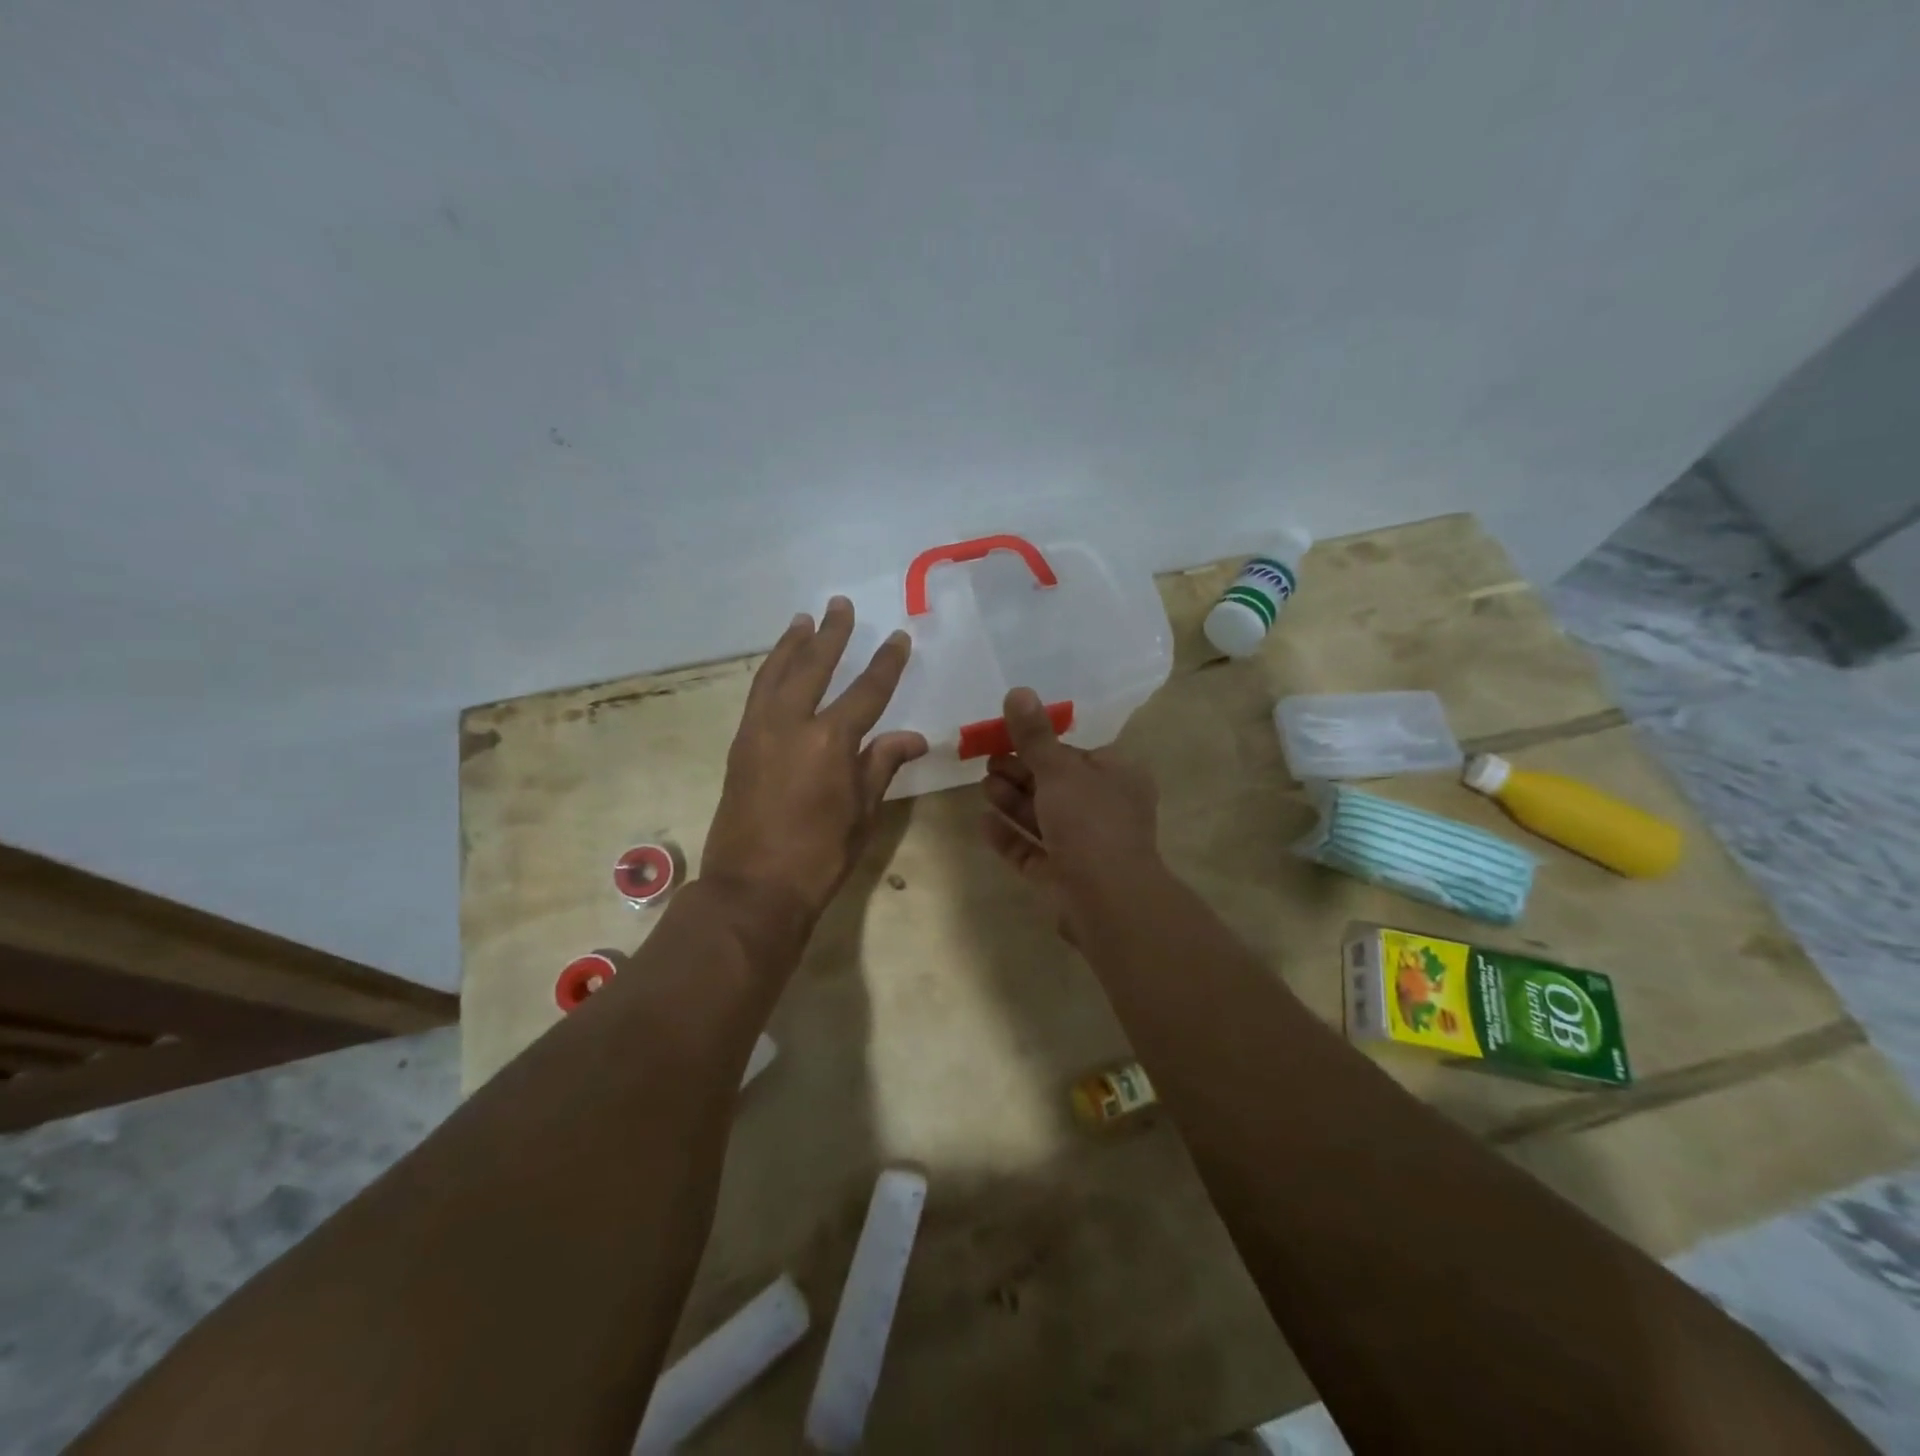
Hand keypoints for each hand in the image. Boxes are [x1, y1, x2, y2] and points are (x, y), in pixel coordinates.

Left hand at [701, 597, 927, 935]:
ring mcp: (759, 731)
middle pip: (813, 666)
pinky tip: (777, 666)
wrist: (753, 887)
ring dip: (792, 645)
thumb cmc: (820, 856)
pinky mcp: (740, 745)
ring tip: (803, 620)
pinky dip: (770, 672)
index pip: (867, 691)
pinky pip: (757, 694)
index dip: (885, 663)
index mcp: (830, 741)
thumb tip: (914, 737)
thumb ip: (883, 764)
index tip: (897, 637)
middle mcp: (791, 724)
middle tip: (839, 605)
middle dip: (830, 634)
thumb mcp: (863, 812)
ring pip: (776, 674)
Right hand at [980, 687, 1159, 937]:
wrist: (1108, 901)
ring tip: (983, 786)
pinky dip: (1011, 836)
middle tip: (988, 761)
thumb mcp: (1059, 770)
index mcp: (1117, 778)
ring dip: (1013, 801)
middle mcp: (1105, 810)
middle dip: (1021, 772)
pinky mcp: (1065, 877)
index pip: (1076, 754)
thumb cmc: (1090, 823)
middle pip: (1056, 785)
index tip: (1007, 736)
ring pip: (1044, 818)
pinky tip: (983, 823)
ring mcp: (1086, 847)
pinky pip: (1033, 851)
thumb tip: (1018, 691)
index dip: (1041, 745)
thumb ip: (1034, 735)